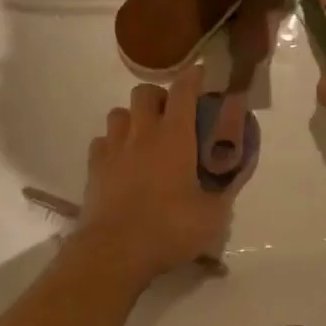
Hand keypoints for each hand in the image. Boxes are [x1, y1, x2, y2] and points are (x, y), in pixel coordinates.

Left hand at [80, 64, 241, 280]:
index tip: (201, 74)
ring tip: (143, 138)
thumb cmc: (169, 229)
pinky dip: (112, 144)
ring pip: (118, 113)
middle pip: (144, 92)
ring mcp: (113, 148)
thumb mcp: (213, 216)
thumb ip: (225, 193)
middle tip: (171, 116)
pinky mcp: (94, 167)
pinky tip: (121, 161)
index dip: (193, 77)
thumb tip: (231, 181)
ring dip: (133, 118)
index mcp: (174, 136)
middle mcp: (142, 132)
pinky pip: (102, 141)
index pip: (183, 90)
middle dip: (158, 96)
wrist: (115, 251)